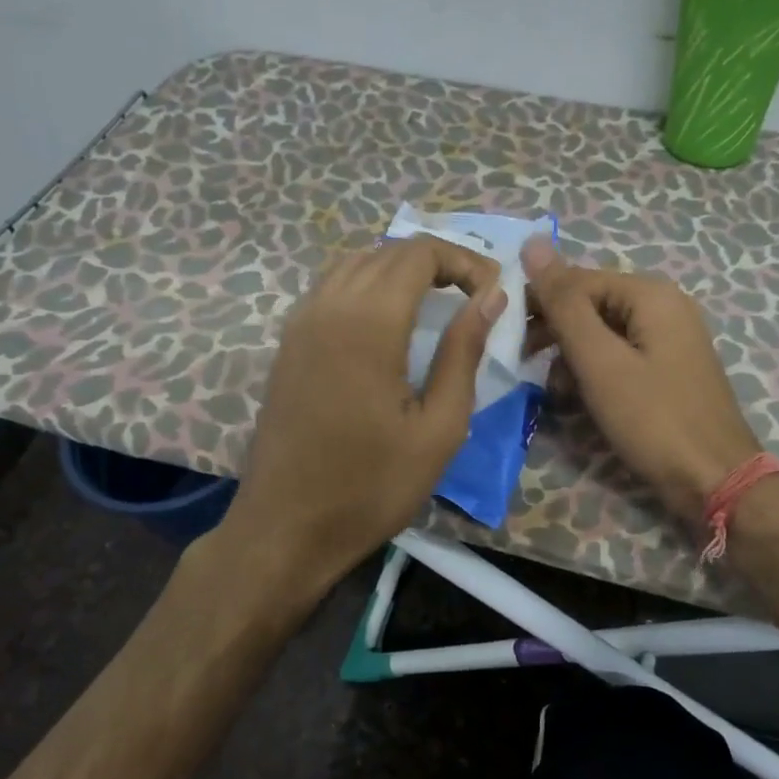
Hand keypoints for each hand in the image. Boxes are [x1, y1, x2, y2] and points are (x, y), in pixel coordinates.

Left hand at [223, 236, 504, 599]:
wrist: (285, 527)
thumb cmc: (371, 486)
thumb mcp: (439, 428)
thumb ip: (464, 352)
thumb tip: (491, 297)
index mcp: (368, 322)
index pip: (419, 252)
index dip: (464, 261)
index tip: (493, 293)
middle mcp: (328, 306)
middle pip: (388, 251)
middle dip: (438, 262)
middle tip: (475, 298)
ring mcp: (300, 321)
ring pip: (356, 263)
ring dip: (401, 270)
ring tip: (438, 303)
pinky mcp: (287, 342)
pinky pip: (332, 287)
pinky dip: (368, 285)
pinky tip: (389, 320)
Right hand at [522, 239, 760, 524]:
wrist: (716, 481)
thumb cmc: (653, 419)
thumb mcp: (599, 361)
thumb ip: (564, 303)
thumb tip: (532, 242)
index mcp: (651, 294)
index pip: (577, 280)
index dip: (539, 303)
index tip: (507, 337)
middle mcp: (664, 306)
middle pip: (591, 304)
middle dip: (555, 333)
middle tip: (523, 364)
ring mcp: (670, 339)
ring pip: (603, 333)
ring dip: (572, 357)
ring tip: (555, 391)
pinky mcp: (669, 369)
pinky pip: (621, 356)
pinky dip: (596, 373)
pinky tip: (579, 399)